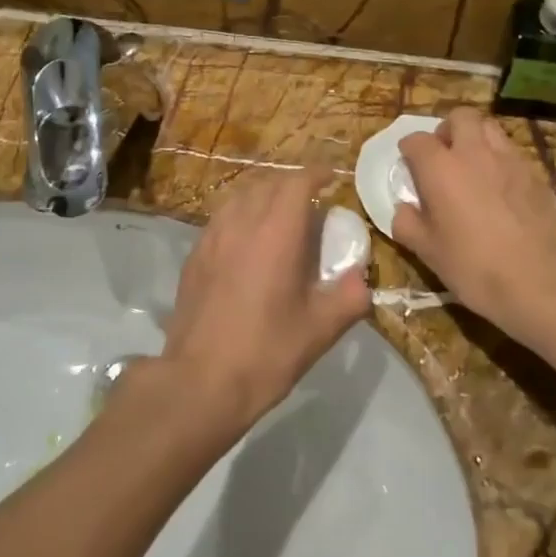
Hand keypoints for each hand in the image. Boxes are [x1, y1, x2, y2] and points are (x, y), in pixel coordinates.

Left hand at [159, 166, 370, 435]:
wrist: (200, 382)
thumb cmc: (266, 352)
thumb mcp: (321, 330)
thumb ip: (349, 297)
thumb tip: (361, 279)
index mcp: (276, 233)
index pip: (297, 183)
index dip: (316, 174)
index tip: (331, 179)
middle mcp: (241, 224)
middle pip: (267, 184)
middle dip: (292, 184)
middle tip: (311, 203)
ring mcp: (212, 237)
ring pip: (240, 197)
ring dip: (264, 196)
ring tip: (279, 217)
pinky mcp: (194, 256)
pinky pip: (222, 218)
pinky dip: (241, 215)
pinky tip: (248, 242)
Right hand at [391, 109, 555, 354]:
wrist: (543, 281)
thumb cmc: (474, 266)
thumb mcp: (427, 252)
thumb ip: (407, 223)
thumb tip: (404, 209)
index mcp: (440, 167)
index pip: (417, 140)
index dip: (409, 150)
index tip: (408, 165)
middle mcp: (474, 152)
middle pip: (460, 117)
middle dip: (447, 129)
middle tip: (443, 155)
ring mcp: (510, 159)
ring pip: (490, 128)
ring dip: (476, 138)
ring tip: (471, 166)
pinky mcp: (536, 174)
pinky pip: (511, 152)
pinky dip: (499, 159)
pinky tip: (498, 188)